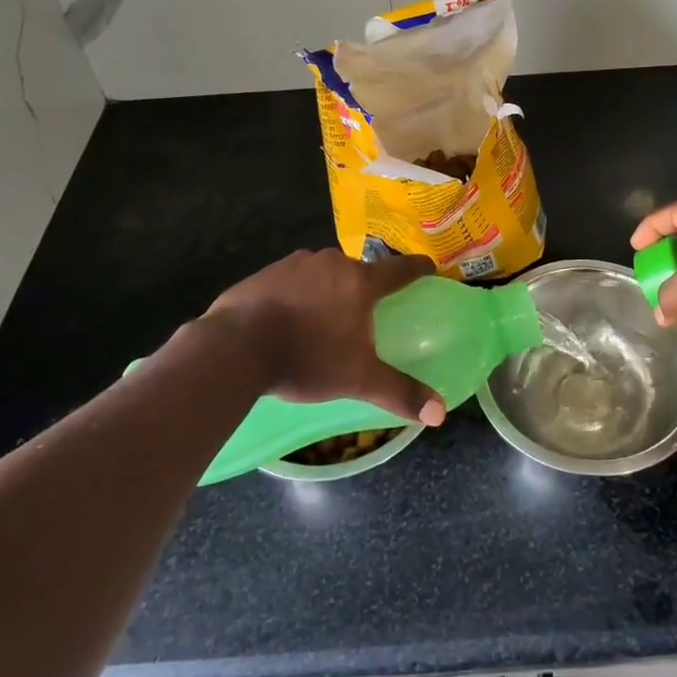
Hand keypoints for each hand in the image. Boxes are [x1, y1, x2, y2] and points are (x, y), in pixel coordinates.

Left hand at [203, 249, 445, 425]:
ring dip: (330, 289)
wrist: (236, 347)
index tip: (428, 269)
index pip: (400, 269)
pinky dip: (299, 294)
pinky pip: (294, 280)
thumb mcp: (358, 380)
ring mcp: (296, 264)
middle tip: (367, 312)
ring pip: (325, 273)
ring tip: (325, 319)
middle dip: (366, 288)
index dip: (418, 269)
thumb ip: (399, 393)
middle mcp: (332, 263)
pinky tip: (289, 319)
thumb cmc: (307, 358)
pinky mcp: (267, 272)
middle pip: (359, 271)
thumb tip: (440, 414)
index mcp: (360, 281)